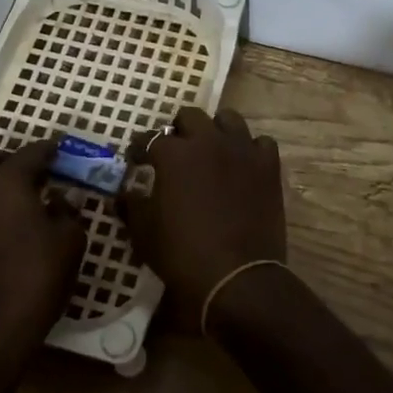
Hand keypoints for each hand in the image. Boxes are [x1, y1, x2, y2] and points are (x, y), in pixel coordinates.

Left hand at [0, 140, 84, 375]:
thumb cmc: (37, 276)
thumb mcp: (70, 239)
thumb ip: (67, 210)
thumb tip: (59, 199)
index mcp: (6, 182)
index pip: (30, 152)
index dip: (49, 149)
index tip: (62, 150)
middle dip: (9, 159)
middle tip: (35, 175)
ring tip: (25, 203)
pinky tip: (9, 229)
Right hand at [121, 106, 286, 331]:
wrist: (237, 276)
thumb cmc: (183, 255)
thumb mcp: (144, 234)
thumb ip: (132, 206)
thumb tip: (124, 194)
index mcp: (175, 154)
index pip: (151, 138)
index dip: (140, 148)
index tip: (137, 159)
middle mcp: (209, 141)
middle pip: (191, 116)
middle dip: (179, 129)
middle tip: (175, 150)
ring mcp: (242, 150)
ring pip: (229, 119)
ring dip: (216, 130)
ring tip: (211, 149)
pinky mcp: (268, 166)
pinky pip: (260, 143)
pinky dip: (250, 149)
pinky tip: (243, 164)